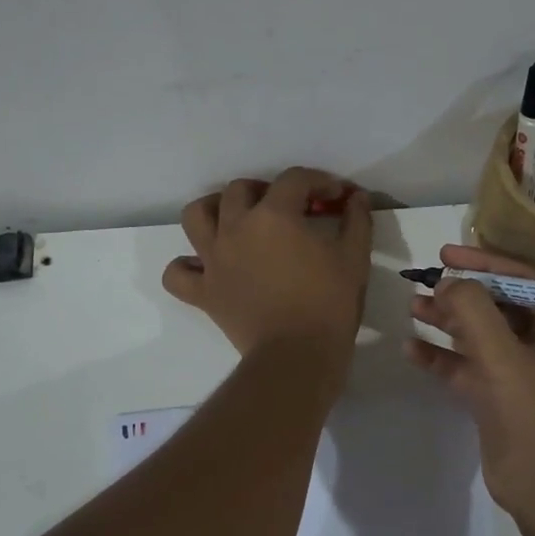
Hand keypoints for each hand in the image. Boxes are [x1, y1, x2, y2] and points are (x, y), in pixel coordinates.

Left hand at [162, 169, 371, 376]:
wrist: (297, 356)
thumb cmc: (329, 304)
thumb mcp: (355, 258)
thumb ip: (356, 220)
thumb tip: (356, 198)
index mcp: (275, 215)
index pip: (294, 180)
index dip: (319, 181)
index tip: (335, 197)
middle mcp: (236, 228)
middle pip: (240, 189)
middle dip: (267, 190)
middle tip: (288, 208)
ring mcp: (214, 260)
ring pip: (196, 216)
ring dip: (214, 210)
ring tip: (234, 220)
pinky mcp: (203, 292)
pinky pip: (177, 273)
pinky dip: (186, 266)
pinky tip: (205, 267)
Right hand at [404, 244, 534, 521]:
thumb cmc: (532, 416)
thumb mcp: (502, 357)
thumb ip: (474, 312)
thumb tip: (449, 283)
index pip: (522, 280)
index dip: (483, 263)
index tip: (446, 254)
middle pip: (497, 304)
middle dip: (460, 294)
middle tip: (424, 282)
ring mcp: (521, 368)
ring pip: (479, 333)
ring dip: (447, 320)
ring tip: (412, 307)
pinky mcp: (498, 392)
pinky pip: (467, 364)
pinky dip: (442, 356)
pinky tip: (412, 349)